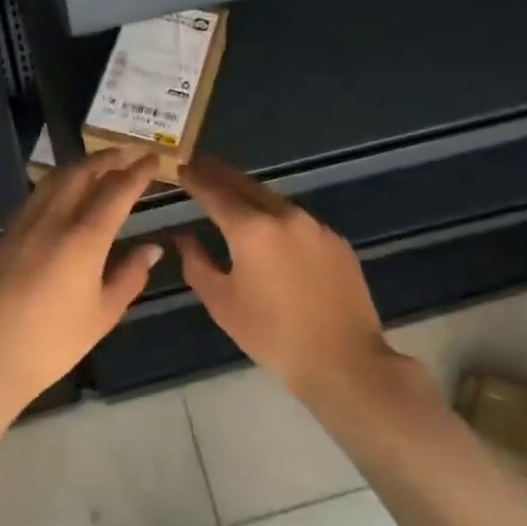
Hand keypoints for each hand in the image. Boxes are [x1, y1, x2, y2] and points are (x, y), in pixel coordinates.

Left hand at [0, 149, 163, 405]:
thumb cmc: (55, 342)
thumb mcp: (104, 313)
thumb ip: (130, 275)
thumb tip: (152, 248)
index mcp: (84, 238)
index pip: (116, 191)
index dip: (137, 172)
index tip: (153, 159)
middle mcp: (54, 220)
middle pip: (82, 173)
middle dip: (108, 158)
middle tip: (128, 153)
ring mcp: (25, 223)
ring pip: (54, 179)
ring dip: (80, 166)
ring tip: (99, 166)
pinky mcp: (7, 234)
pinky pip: (37, 195)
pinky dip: (57, 183)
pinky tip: (64, 193)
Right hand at [175, 156, 391, 397]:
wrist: (343, 360)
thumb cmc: (272, 335)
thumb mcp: (222, 302)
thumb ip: (196, 263)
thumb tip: (184, 237)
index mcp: (251, 229)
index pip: (215, 193)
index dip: (196, 179)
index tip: (182, 167)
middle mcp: (284, 216)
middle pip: (246, 185)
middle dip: (221, 175)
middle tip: (202, 165)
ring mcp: (315, 226)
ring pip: (274, 200)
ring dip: (250, 194)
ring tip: (232, 194)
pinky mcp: (336, 242)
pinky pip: (298, 220)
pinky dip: (277, 217)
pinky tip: (271, 230)